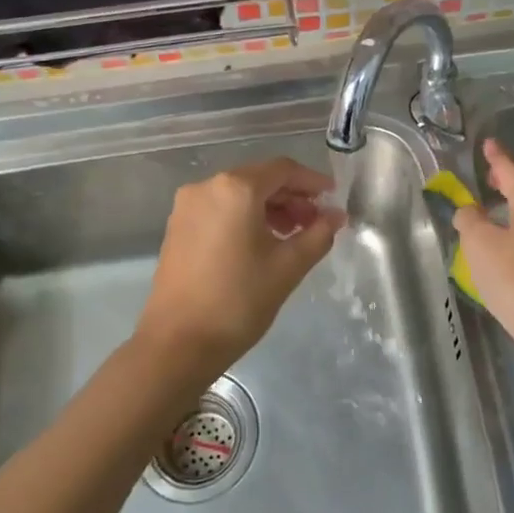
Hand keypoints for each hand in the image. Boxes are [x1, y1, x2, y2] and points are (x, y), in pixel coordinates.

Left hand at [134, 158, 344, 378]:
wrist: (178, 343)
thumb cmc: (239, 300)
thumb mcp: (288, 266)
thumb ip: (318, 234)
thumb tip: (336, 215)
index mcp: (236, 188)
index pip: (283, 170)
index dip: (312, 181)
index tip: (333, 198)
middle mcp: (207, 186)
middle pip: (259, 178)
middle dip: (292, 197)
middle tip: (316, 222)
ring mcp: (187, 206)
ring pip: (238, 194)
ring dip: (269, 208)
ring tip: (292, 235)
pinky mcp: (177, 226)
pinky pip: (220, 209)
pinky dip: (244, 217)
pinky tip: (261, 242)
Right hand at [452, 139, 513, 365]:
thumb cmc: (513, 278)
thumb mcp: (479, 244)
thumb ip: (469, 220)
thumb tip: (470, 211)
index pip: (512, 173)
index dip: (498, 158)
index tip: (489, 144)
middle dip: (505, 183)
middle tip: (488, 176)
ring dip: (510, 209)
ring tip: (490, 209)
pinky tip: (503, 244)